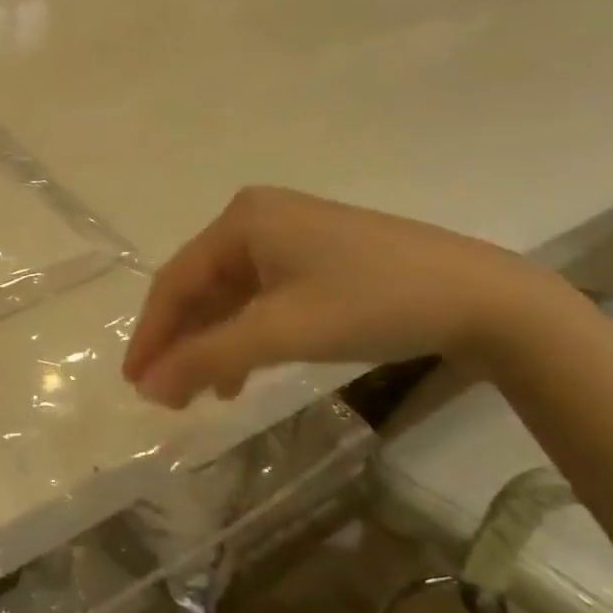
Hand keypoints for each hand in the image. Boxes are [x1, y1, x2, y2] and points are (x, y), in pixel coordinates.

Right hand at [123, 186, 550, 408]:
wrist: (479, 296)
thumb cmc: (370, 303)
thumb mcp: (280, 331)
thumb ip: (207, 358)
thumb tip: (148, 387)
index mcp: (241, 220)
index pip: (176, 281)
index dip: (151, 335)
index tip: (133, 383)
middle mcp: (257, 217)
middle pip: (200, 286)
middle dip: (181, 342)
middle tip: (163, 395)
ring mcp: (289, 234)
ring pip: (230, 295)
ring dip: (213, 343)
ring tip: (202, 394)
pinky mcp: (315, 255)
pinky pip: (261, 296)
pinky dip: (246, 334)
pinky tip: (244, 371)